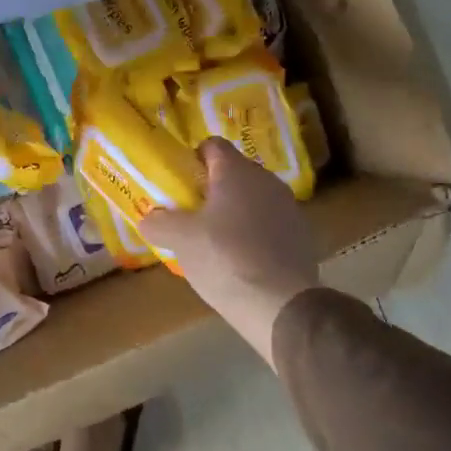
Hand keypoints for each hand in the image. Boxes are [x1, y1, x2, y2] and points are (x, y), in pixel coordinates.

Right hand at [140, 139, 320, 365]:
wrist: (280, 304)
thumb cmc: (224, 258)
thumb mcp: (179, 240)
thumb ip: (159, 222)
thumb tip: (148, 219)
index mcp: (236, 171)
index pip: (212, 146)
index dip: (193, 159)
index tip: (180, 183)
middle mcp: (266, 181)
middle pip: (234, 173)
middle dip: (211, 189)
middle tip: (190, 214)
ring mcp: (288, 208)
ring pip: (253, 199)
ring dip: (234, 212)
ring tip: (214, 240)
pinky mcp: (301, 236)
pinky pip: (269, 224)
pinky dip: (253, 233)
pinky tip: (240, 260)